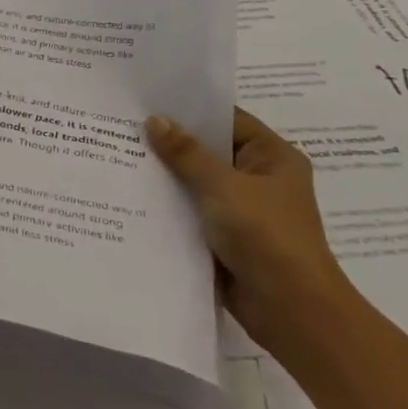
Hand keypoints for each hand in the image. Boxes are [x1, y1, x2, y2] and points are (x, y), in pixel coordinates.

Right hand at [146, 107, 356, 350]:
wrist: (291, 310)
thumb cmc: (267, 237)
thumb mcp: (224, 187)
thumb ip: (187, 153)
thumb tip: (155, 120)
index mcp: (272, 157)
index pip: (227, 119)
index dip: (189, 109)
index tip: (147, 98)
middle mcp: (258, 178)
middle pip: (208, 149)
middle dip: (169, 141)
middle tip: (122, 123)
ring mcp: (240, 208)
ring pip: (195, 181)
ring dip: (165, 173)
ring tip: (116, 152)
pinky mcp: (223, 235)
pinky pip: (190, 209)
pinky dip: (167, 202)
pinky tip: (130, 192)